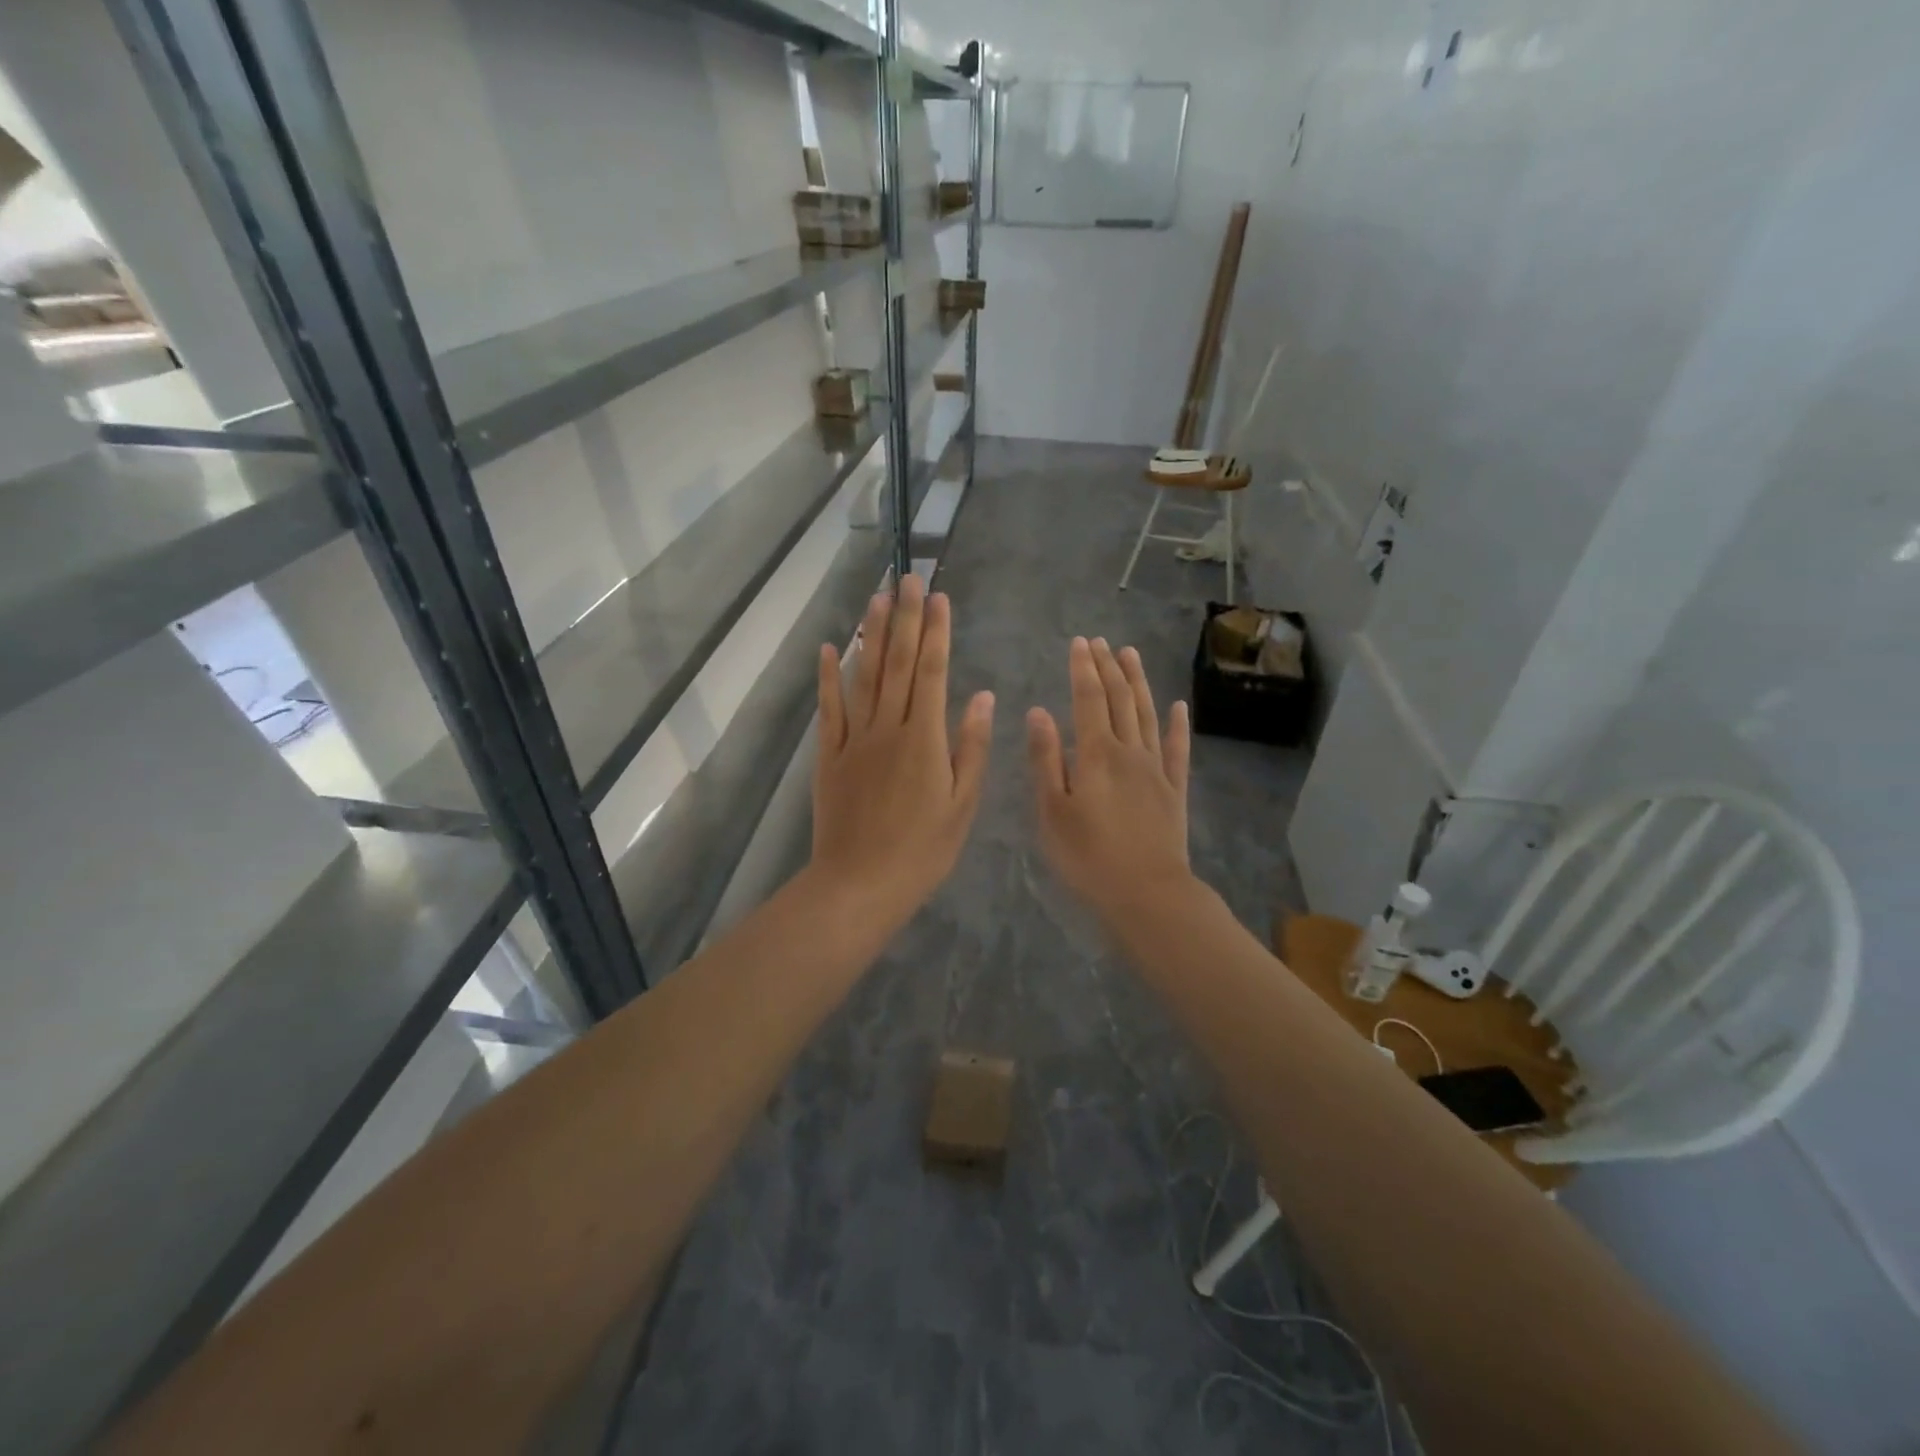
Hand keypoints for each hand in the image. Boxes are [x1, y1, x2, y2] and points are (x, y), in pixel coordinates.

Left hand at [811, 575, 993, 933]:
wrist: (860, 884)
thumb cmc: (922, 850)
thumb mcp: (962, 804)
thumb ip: (971, 747)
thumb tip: (982, 696)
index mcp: (925, 739)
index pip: (932, 672)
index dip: (936, 632)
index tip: (938, 597)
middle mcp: (888, 728)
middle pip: (897, 663)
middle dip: (905, 618)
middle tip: (908, 578)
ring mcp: (854, 740)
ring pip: (864, 677)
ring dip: (872, 634)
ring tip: (877, 597)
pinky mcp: (829, 756)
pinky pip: (829, 709)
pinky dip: (829, 677)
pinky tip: (832, 648)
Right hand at [1027, 637, 1192, 922]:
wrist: (1147, 893)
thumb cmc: (1088, 856)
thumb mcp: (1052, 811)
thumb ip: (1046, 759)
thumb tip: (1038, 712)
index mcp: (1096, 754)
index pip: (1089, 699)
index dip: (1083, 669)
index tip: (1080, 643)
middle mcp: (1129, 751)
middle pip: (1120, 700)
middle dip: (1109, 667)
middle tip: (1102, 641)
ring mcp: (1156, 769)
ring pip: (1147, 714)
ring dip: (1139, 683)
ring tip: (1131, 655)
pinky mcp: (1175, 790)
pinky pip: (1178, 749)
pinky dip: (1177, 725)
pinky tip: (1178, 707)